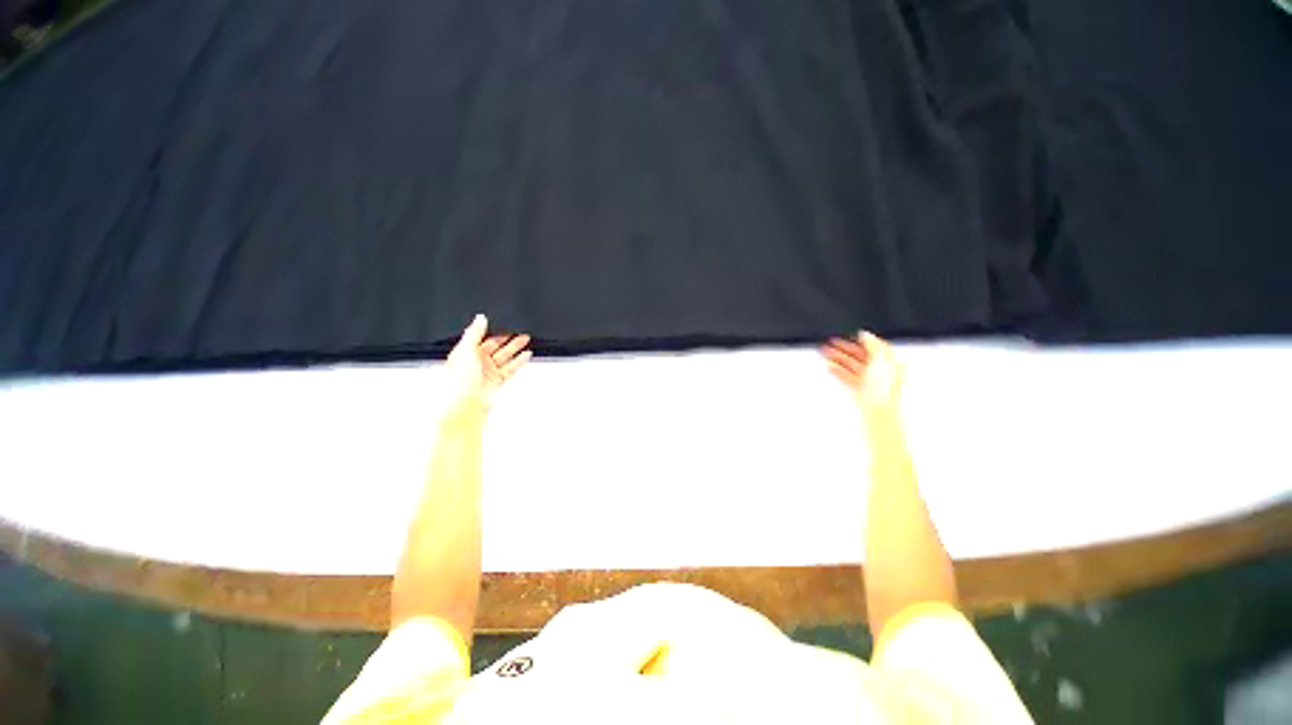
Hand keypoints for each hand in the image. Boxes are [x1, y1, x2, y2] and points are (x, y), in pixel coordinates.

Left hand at [442, 314, 531, 415]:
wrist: (463, 407)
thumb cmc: (458, 382)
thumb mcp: (464, 351)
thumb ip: (473, 333)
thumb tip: (480, 318)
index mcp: (464, 353)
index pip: (481, 338)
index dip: (493, 331)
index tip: (505, 323)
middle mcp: (475, 362)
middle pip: (495, 347)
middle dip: (507, 339)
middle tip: (520, 331)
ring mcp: (487, 372)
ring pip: (504, 357)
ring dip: (515, 348)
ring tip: (526, 339)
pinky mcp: (496, 382)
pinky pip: (510, 369)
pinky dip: (519, 362)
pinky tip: (525, 355)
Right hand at [822, 332, 903, 410]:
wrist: (879, 410)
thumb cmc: (884, 387)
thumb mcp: (881, 359)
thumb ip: (872, 344)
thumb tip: (864, 334)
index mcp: (891, 362)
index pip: (875, 347)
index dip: (861, 340)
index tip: (848, 335)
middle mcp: (882, 371)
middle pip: (861, 356)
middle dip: (845, 348)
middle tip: (830, 342)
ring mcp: (870, 382)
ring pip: (852, 366)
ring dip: (838, 358)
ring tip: (826, 353)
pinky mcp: (860, 391)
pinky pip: (847, 377)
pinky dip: (838, 371)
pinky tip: (830, 367)